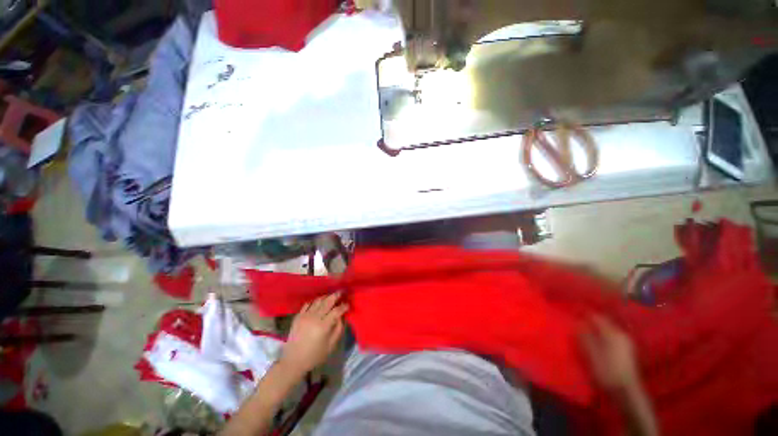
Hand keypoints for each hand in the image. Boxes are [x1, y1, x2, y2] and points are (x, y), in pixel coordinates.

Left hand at [279, 293, 347, 376]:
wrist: (293, 362)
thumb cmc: (314, 356)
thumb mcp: (331, 345)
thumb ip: (338, 329)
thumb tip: (341, 316)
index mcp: (323, 326)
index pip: (337, 310)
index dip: (344, 306)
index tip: (348, 305)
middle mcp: (314, 317)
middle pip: (328, 301)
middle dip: (336, 296)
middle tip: (342, 292)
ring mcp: (305, 316)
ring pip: (318, 300)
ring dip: (326, 297)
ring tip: (331, 297)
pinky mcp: (298, 316)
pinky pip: (308, 304)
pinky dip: (315, 301)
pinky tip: (318, 303)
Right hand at [579, 315, 640, 392]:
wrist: (625, 391)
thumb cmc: (606, 371)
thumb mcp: (591, 353)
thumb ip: (584, 336)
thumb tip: (577, 322)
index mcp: (612, 333)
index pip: (597, 317)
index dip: (584, 313)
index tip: (574, 312)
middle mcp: (621, 334)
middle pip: (604, 322)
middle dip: (591, 320)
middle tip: (578, 320)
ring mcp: (626, 343)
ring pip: (608, 329)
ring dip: (597, 328)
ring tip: (585, 330)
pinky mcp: (627, 350)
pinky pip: (612, 336)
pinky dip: (603, 334)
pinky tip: (597, 340)